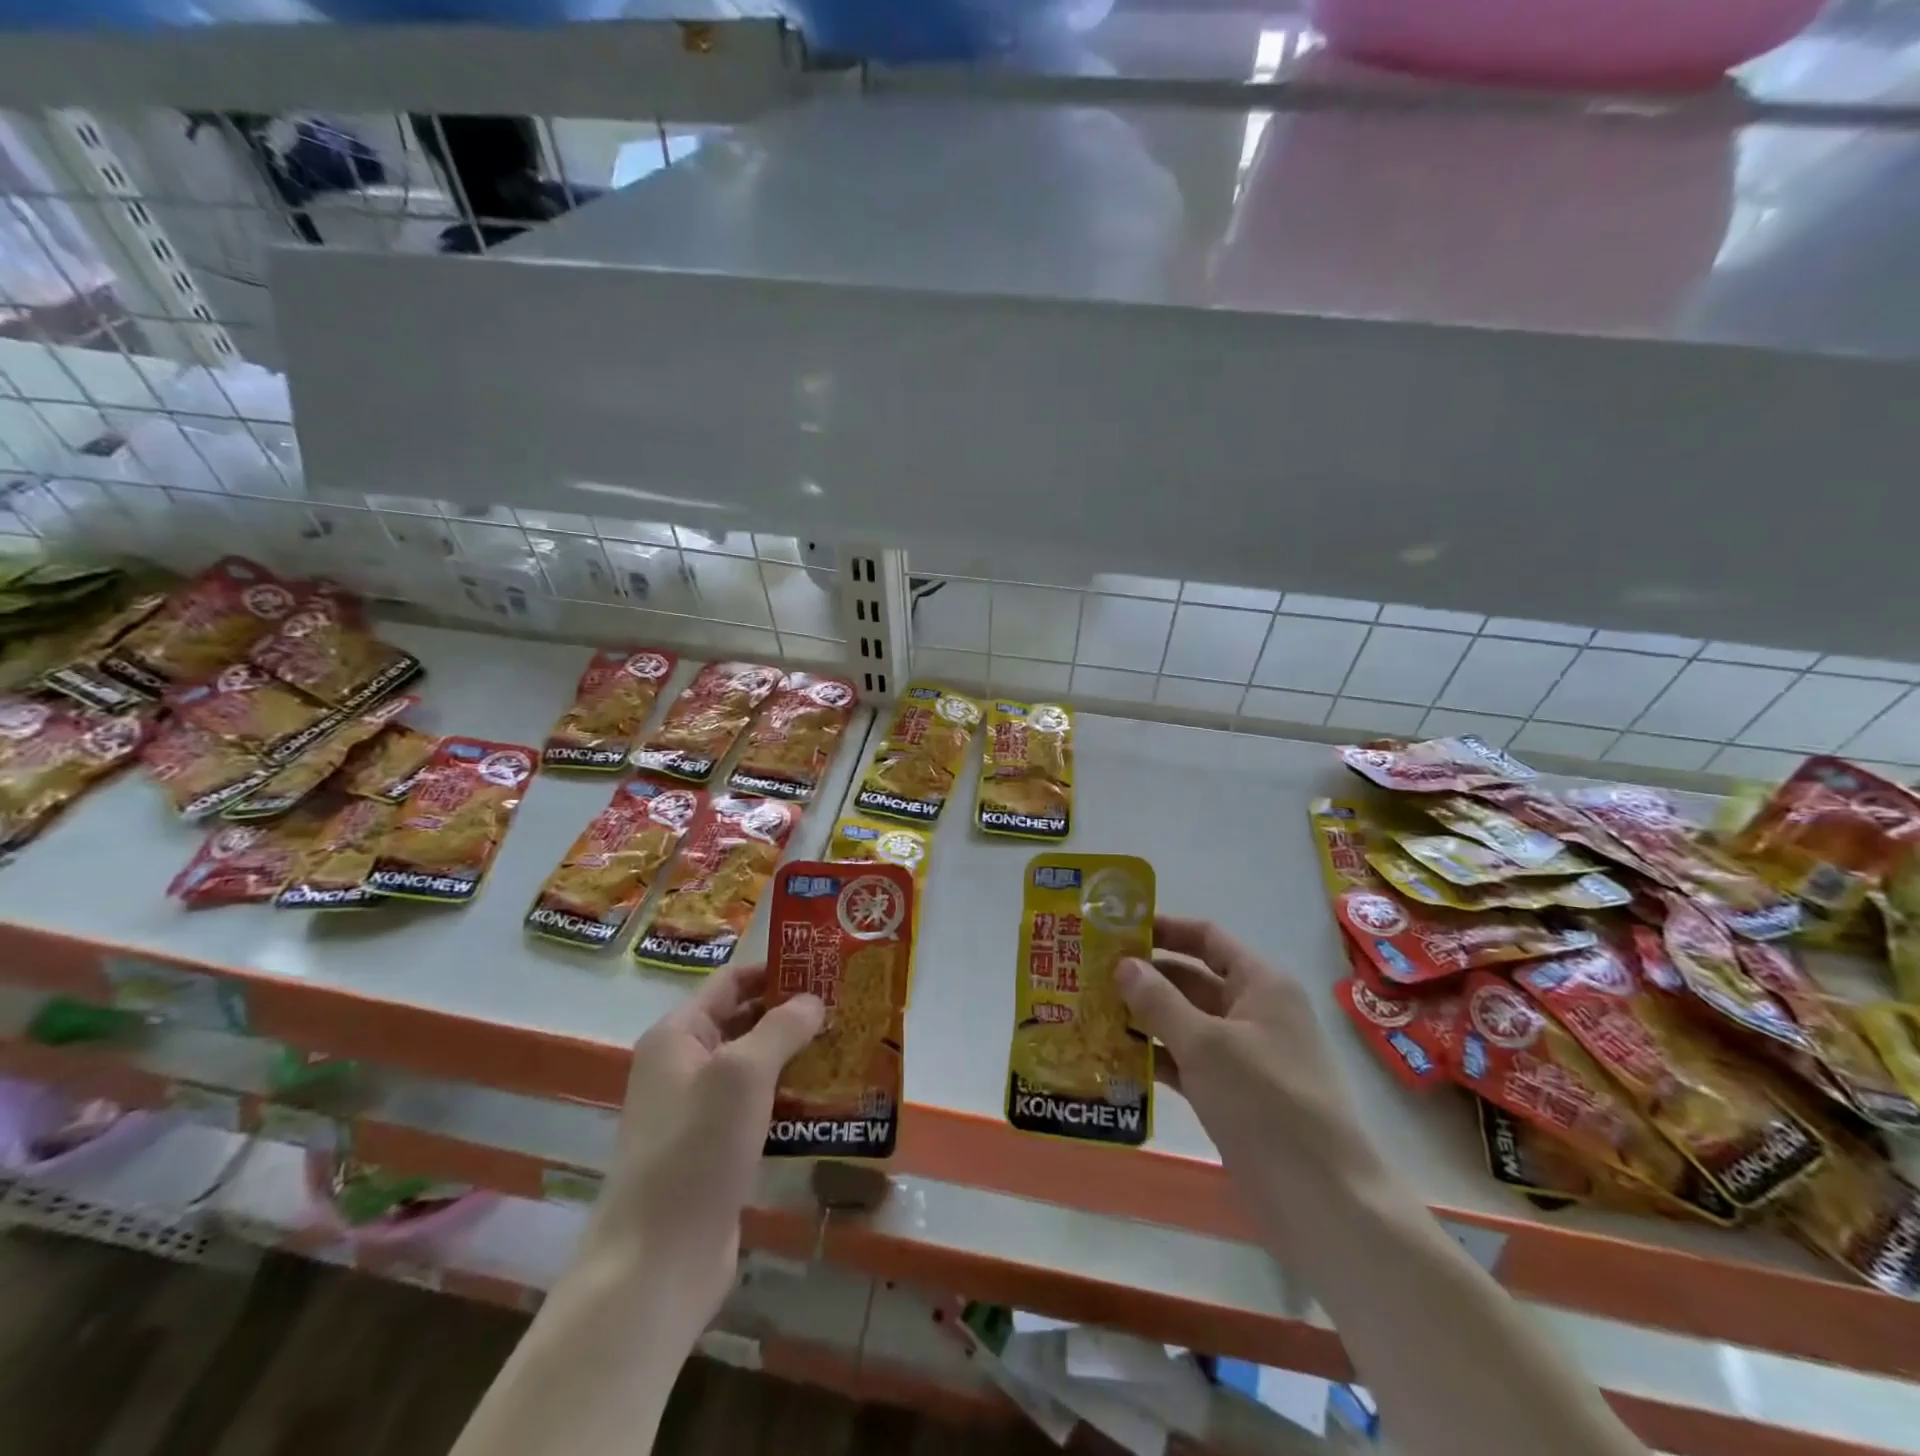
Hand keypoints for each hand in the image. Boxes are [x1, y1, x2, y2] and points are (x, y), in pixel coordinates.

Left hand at [586, 962, 823, 1324]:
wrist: (658, 1263)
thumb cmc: (696, 1149)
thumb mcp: (743, 1073)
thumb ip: (781, 1027)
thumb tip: (814, 1001)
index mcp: (678, 1035)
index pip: (732, 982)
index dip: (776, 969)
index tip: (825, 966)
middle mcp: (684, 1065)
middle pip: (745, 1021)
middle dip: (794, 1013)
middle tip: (848, 1005)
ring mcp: (699, 1111)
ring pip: (756, 1067)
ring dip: (798, 1057)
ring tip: (850, 1046)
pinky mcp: (717, 1150)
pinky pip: (760, 1108)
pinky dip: (791, 1098)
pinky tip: (831, 1099)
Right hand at [1117, 916, 1369, 1225]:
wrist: (1323, 1201)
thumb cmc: (1266, 1103)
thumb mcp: (1206, 1044)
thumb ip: (1159, 1001)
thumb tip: (1123, 964)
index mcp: (1259, 983)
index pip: (1206, 938)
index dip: (1163, 929)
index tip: (1115, 929)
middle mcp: (1251, 1011)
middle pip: (1190, 979)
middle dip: (1143, 977)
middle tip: (1088, 974)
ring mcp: (1241, 1055)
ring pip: (1183, 1022)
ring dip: (1142, 1018)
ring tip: (1089, 1012)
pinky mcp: (1230, 1094)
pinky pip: (1185, 1062)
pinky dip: (1154, 1057)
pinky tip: (1112, 1058)